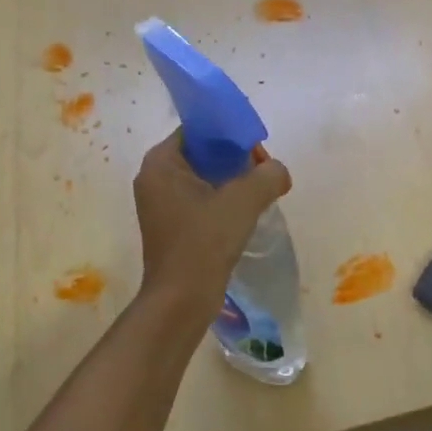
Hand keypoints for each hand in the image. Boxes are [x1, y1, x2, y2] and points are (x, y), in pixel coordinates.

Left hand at [134, 132, 291, 320]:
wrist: (182, 299)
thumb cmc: (205, 241)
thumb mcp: (243, 201)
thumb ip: (267, 175)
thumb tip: (278, 172)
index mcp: (160, 163)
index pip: (196, 131)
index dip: (229, 134)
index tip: (255, 149)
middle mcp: (153, 179)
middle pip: (200, 154)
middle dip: (233, 159)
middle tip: (262, 171)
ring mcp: (159, 205)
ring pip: (202, 179)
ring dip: (230, 183)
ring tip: (258, 193)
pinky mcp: (170, 227)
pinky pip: (199, 201)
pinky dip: (220, 202)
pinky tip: (243, 215)